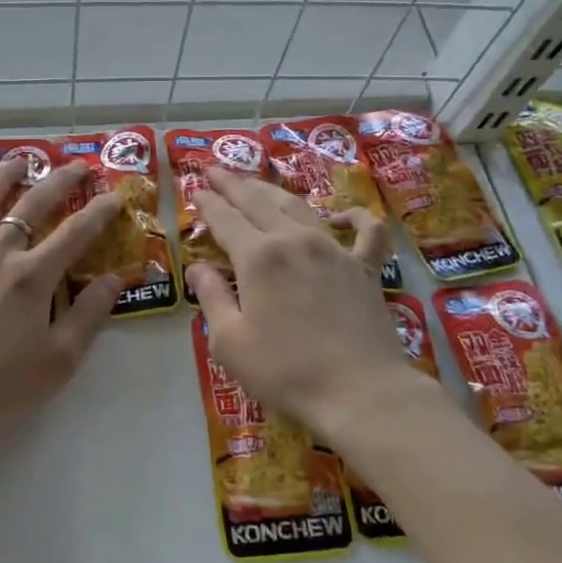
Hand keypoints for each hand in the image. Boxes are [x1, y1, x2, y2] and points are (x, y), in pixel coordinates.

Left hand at [0, 158, 122, 471]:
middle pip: (29, 207)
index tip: (114, 195)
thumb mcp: (59, 360)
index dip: (99, 212)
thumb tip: (114, 279)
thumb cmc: (0, 388)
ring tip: (16, 161)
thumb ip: (89, 315)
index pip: (74, 233)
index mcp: (30, 276)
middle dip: (57, 182)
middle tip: (75, 165)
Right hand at [187, 170, 419, 450]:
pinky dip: (355, 218)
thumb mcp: (230, 341)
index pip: (224, 218)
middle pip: (258, 201)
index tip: (195, 190)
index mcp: (258, 257)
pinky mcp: (364, 268)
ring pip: (299, 207)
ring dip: (273, 191)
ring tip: (256, 183)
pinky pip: (365, 232)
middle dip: (232, 183)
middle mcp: (294, 240)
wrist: (360, 392)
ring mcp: (334, 250)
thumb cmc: (286, 371)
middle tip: (214, 170)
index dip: (207, 202)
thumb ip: (211, 298)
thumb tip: (197, 268)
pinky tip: (342, 216)